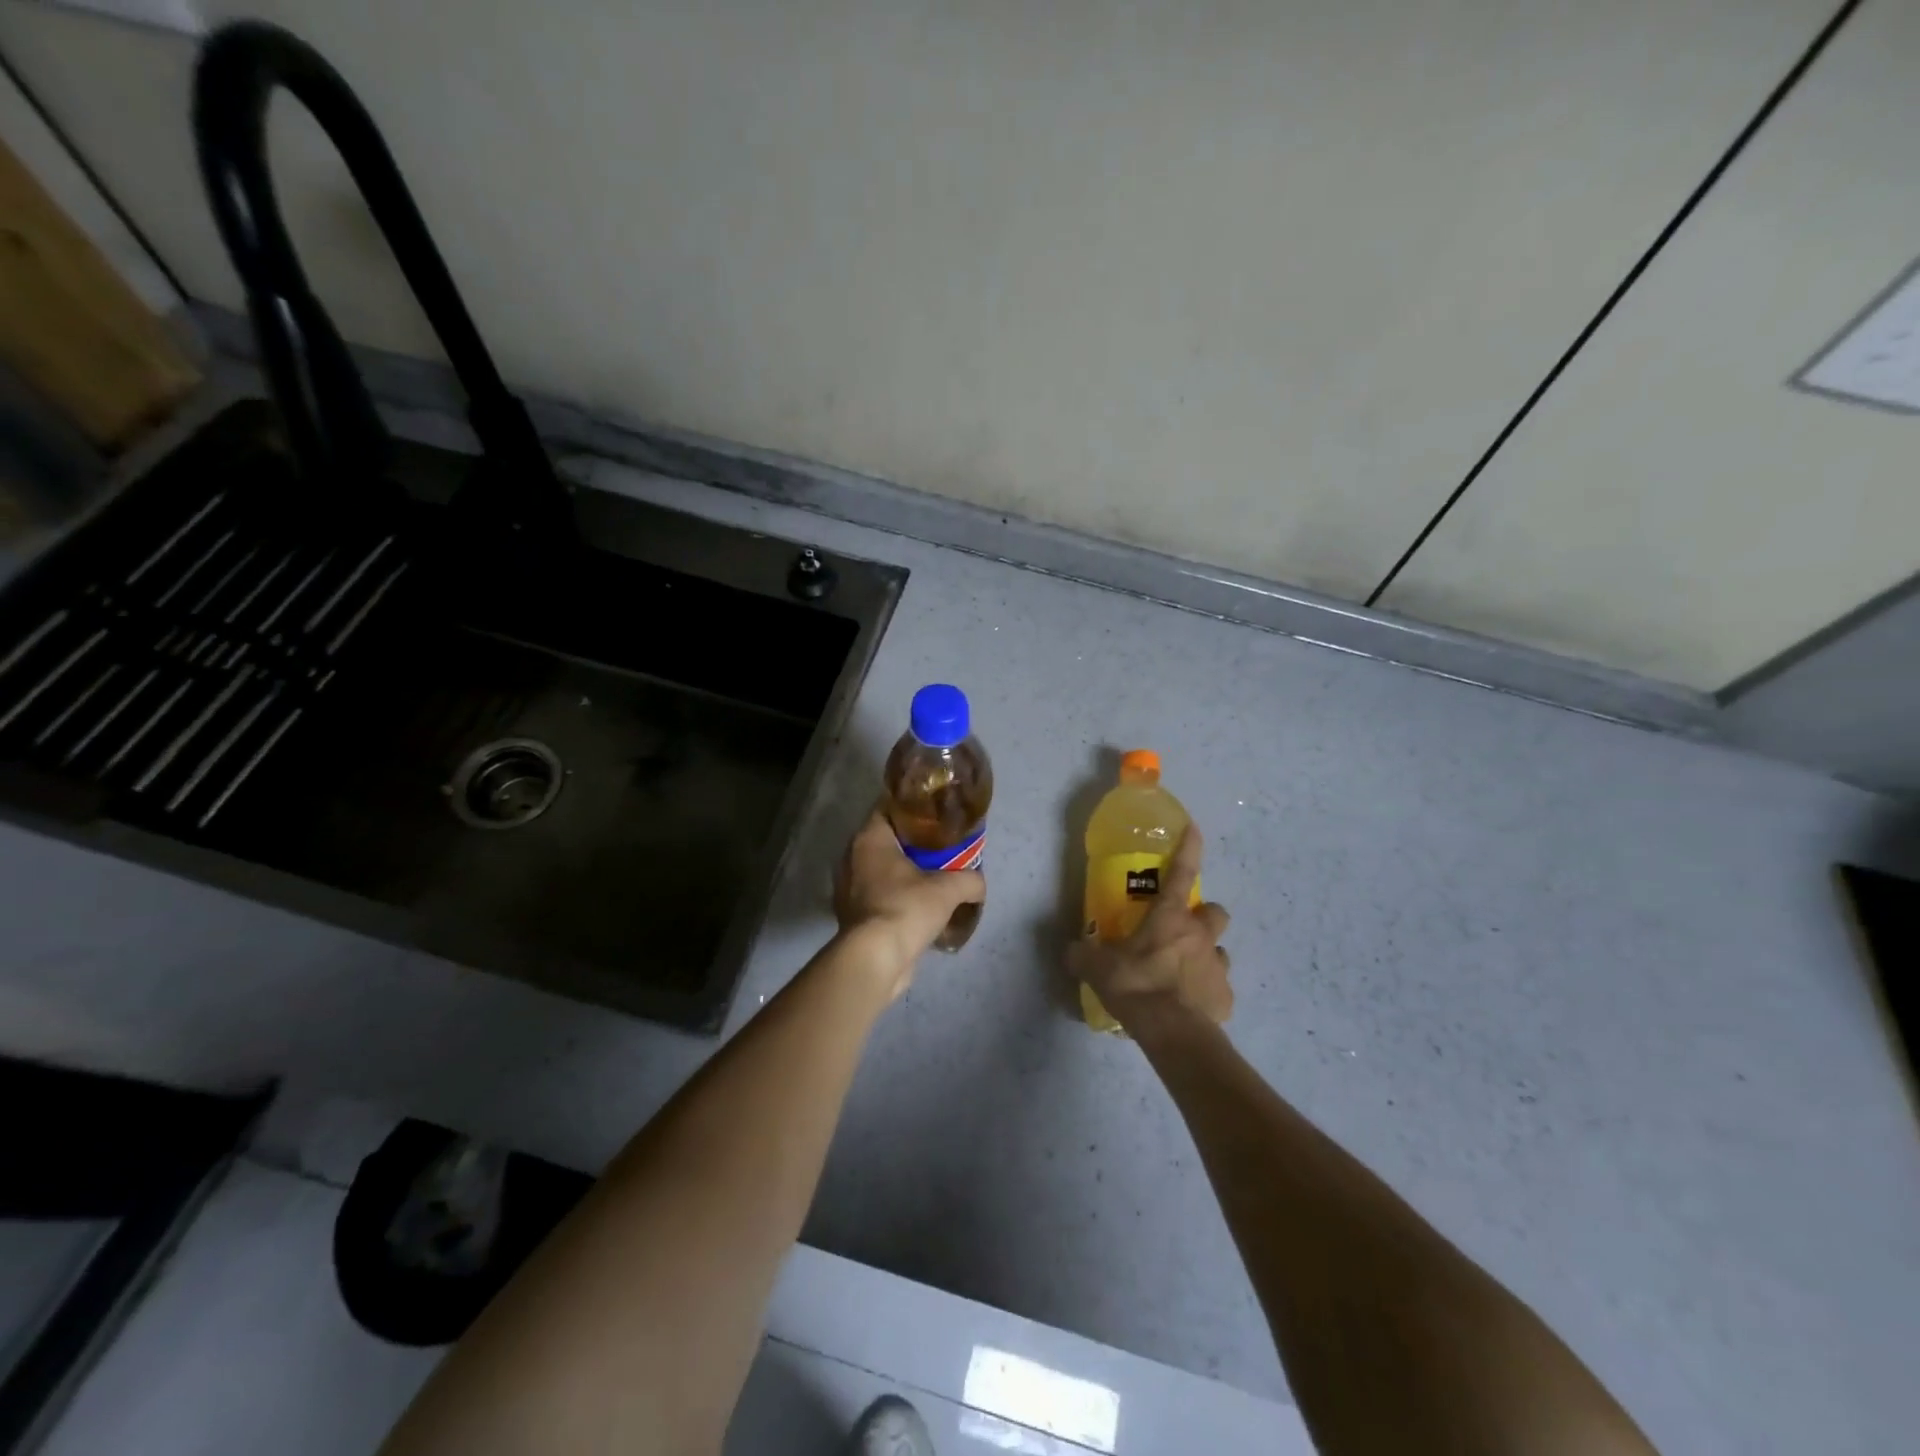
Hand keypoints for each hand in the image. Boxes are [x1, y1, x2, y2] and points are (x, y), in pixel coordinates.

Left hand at [833, 806, 985, 998]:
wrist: (875, 959)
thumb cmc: (906, 908)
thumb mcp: (948, 889)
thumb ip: (969, 879)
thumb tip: (980, 883)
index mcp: (869, 839)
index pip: (887, 807)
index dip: (911, 806)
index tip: (934, 810)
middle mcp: (852, 858)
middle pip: (884, 839)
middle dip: (910, 841)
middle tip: (939, 843)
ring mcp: (848, 888)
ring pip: (879, 868)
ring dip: (901, 870)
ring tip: (931, 874)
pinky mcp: (851, 914)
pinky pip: (877, 894)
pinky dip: (894, 894)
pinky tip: (917, 904)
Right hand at [1068, 825, 1232, 1035]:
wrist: (1173, 1034)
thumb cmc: (1137, 987)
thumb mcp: (1098, 968)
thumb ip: (1083, 955)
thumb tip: (1072, 951)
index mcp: (1171, 919)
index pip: (1182, 872)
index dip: (1189, 848)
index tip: (1194, 828)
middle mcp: (1200, 936)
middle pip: (1215, 911)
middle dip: (1203, 916)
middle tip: (1181, 930)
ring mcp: (1218, 967)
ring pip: (1219, 950)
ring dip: (1204, 955)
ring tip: (1183, 972)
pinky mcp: (1225, 999)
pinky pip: (1219, 988)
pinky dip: (1206, 992)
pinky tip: (1189, 1005)